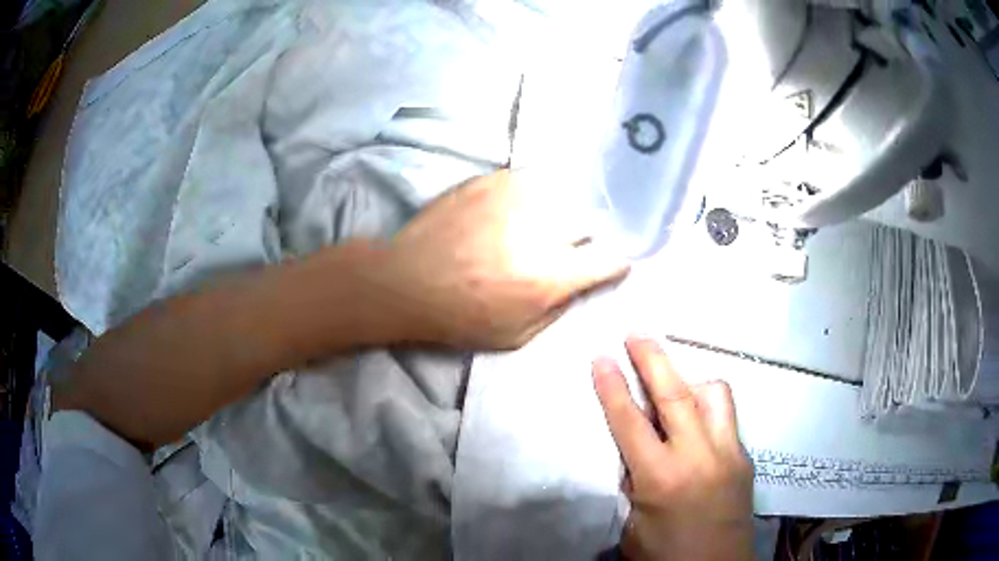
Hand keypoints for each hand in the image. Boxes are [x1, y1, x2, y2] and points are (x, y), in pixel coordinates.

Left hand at [380, 170, 629, 349]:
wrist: (407, 281)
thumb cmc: (459, 318)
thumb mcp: (516, 336)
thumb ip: (558, 309)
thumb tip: (583, 285)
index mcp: (549, 276)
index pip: (608, 260)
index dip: (613, 263)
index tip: (608, 265)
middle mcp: (541, 231)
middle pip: (589, 222)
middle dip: (585, 237)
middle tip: (568, 247)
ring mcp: (516, 199)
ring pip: (564, 195)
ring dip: (560, 212)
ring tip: (542, 225)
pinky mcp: (493, 181)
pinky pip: (533, 179)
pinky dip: (535, 193)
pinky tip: (519, 207)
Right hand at [592, 337, 753, 560]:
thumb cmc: (666, 555)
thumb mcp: (634, 524)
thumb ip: (635, 483)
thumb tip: (636, 453)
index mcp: (662, 479)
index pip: (630, 423)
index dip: (613, 388)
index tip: (601, 357)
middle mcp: (699, 457)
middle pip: (676, 395)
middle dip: (653, 359)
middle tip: (637, 333)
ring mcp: (729, 453)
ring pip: (715, 395)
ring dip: (690, 381)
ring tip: (674, 382)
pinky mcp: (745, 457)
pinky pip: (727, 417)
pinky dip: (708, 408)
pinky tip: (697, 423)